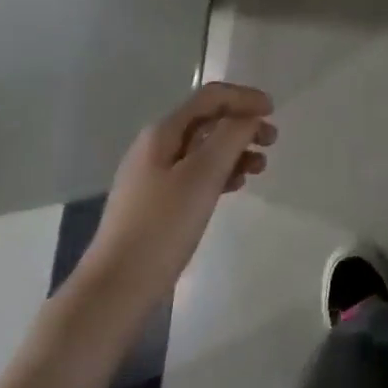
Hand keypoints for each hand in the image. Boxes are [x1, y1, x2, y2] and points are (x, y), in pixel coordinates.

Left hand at [79, 82, 276, 300]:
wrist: (114, 291)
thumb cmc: (161, 227)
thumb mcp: (202, 177)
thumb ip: (230, 138)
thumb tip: (249, 117)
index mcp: (162, 133)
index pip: (210, 97)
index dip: (244, 97)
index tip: (274, 111)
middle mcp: (155, 147)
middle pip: (207, 121)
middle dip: (242, 125)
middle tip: (272, 142)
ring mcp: (153, 176)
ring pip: (203, 149)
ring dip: (234, 150)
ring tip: (259, 168)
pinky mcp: (155, 204)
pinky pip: (195, 174)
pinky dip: (220, 173)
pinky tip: (235, 187)